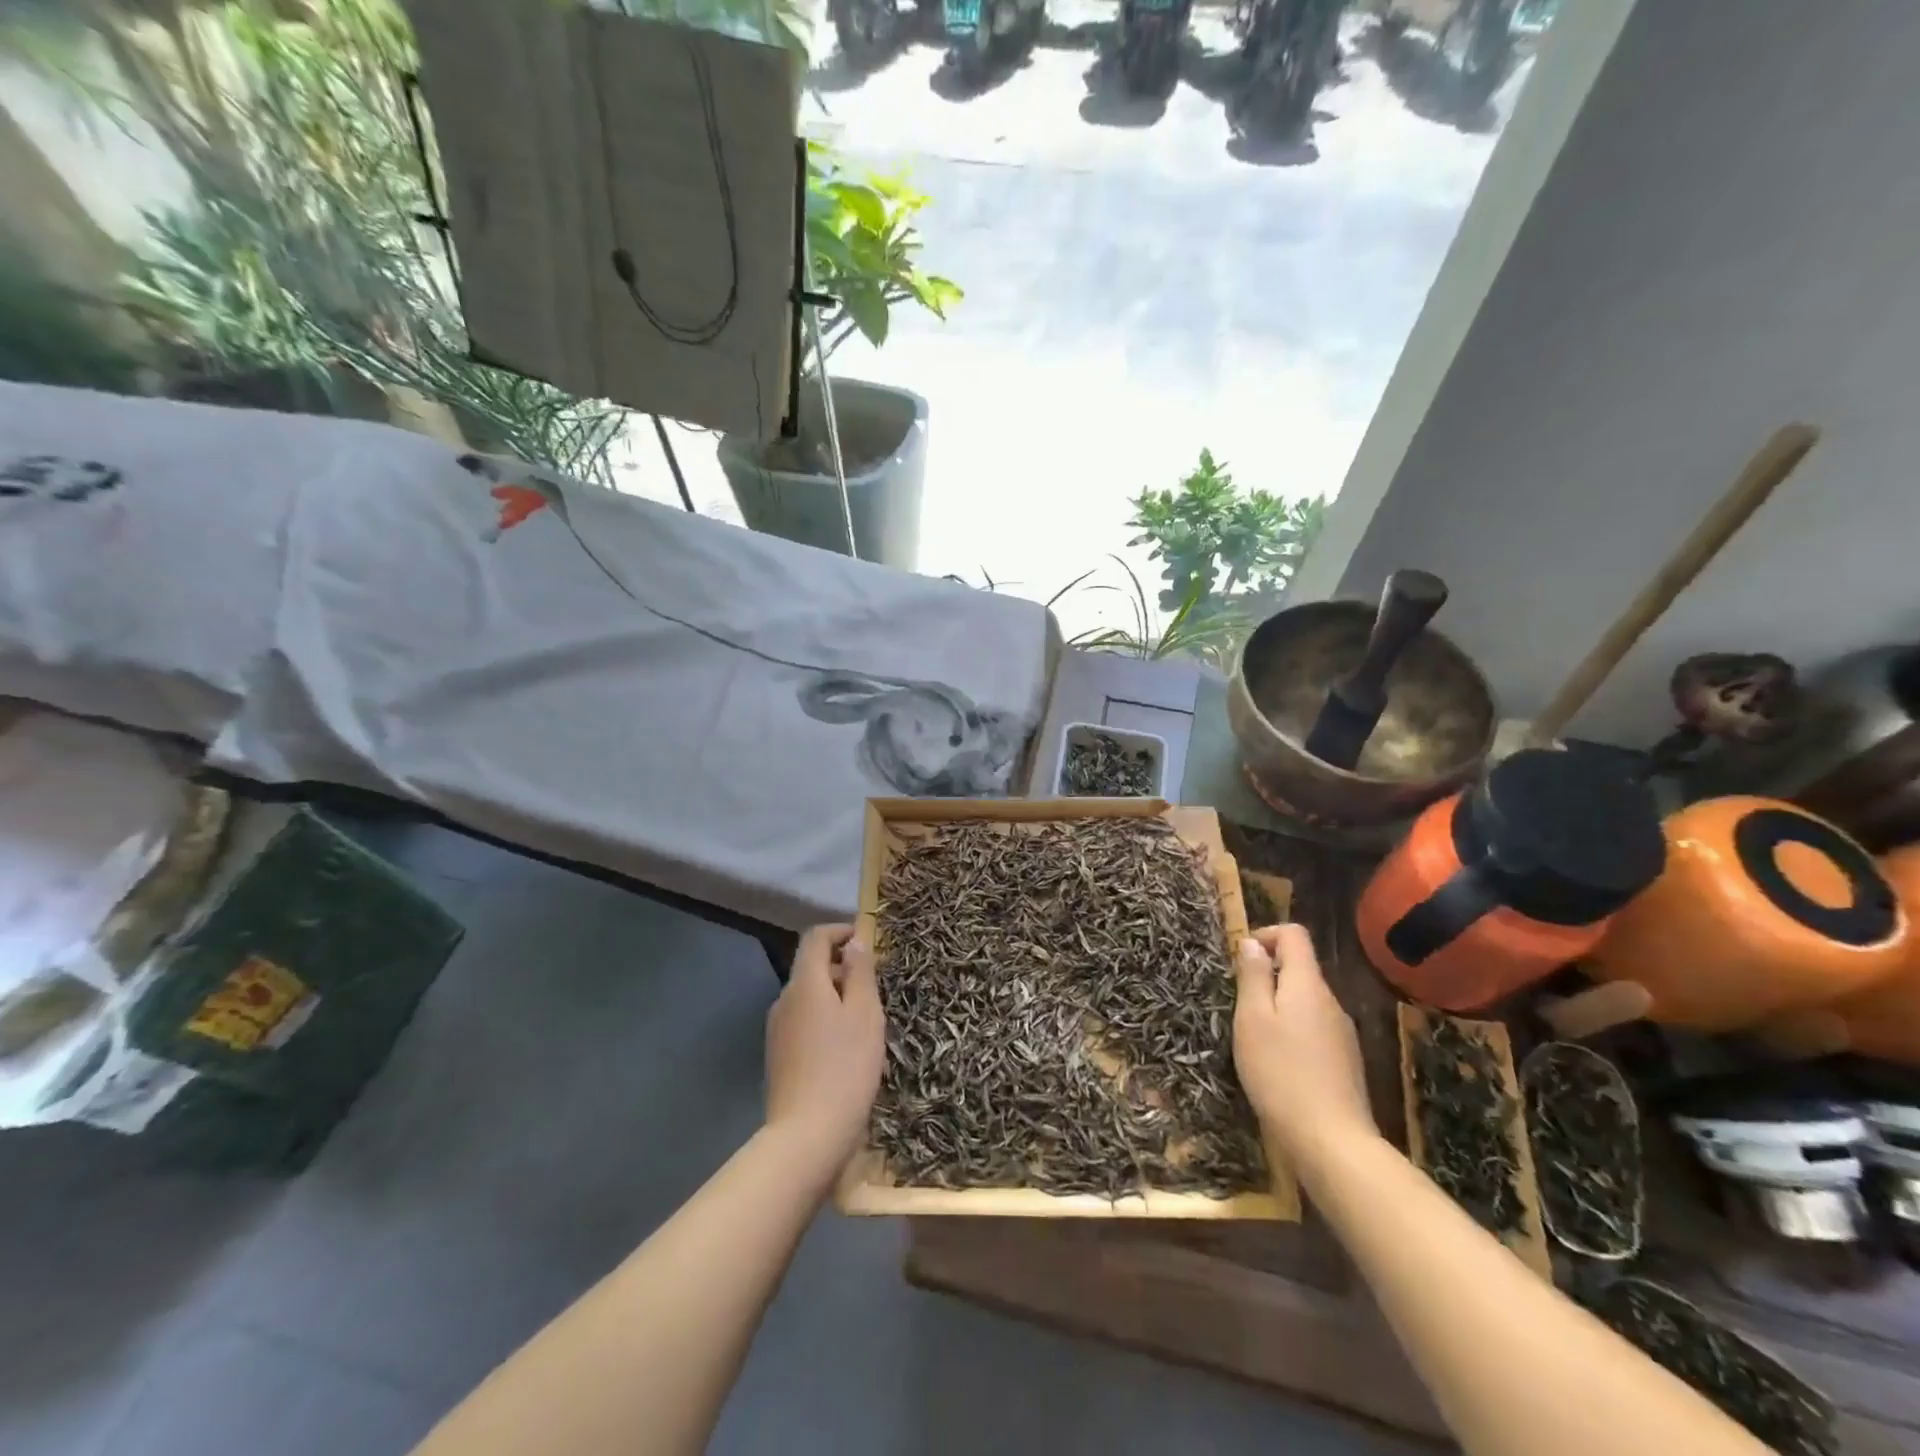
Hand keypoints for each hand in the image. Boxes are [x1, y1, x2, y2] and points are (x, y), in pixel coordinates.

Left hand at [765, 924, 885, 1168]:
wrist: (807, 1136)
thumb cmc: (845, 1067)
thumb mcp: (865, 1013)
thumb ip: (860, 972)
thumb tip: (854, 942)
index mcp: (804, 983)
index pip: (816, 938)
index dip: (841, 931)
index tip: (868, 940)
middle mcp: (784, 1000)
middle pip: (811, 967)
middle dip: (843, 967)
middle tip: (876, 986)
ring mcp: (777, 1030)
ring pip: (809, 997)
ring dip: (836, 996)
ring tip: (867, 1020)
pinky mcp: (778, 1057)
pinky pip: (804, 1023)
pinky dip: (825, 1021)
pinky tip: (846, 1049)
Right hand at [1234, 924, 1376, 1165]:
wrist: (1331, 1140)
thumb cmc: (1280, 1072)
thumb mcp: (1252, 1019)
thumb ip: (1253, 976)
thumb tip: (1252, 943)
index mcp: (1307, 984)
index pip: (1294, 935)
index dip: (1266, 935)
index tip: (1240, 960)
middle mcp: (1331, 1001)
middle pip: (1300, 967)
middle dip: (1268, 975)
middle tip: (1239, 1003)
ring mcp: (1342, 1032)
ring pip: (1306, 1000)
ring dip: (1278, 1005)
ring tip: (1253, 1035)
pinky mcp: (1345, 1060)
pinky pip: (1314, 1027)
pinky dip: (1292, 1030)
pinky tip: (1277, 1062)